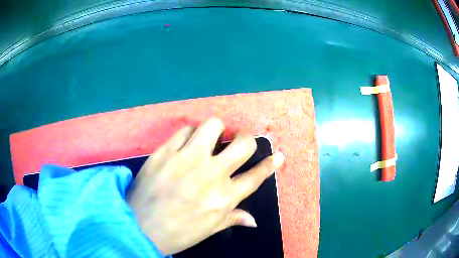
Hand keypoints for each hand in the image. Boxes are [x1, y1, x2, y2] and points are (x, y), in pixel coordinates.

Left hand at [126, 117, 283, 254]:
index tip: (278, 154)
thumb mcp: (208, 229)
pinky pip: (185, 130)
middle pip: (243, 144)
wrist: (139, 226)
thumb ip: (232, 219)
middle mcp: (211, 174)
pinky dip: (190, 133)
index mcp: (224, 198)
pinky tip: (187, 142)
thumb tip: (253, 220)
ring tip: (212, 138)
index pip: (256, 176)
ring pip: (214, 126)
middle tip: (240, 141)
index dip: (270, 164)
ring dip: (217, 129)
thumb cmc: (177, 232)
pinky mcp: (166, 150)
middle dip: (247, 139)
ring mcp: (188, 159)